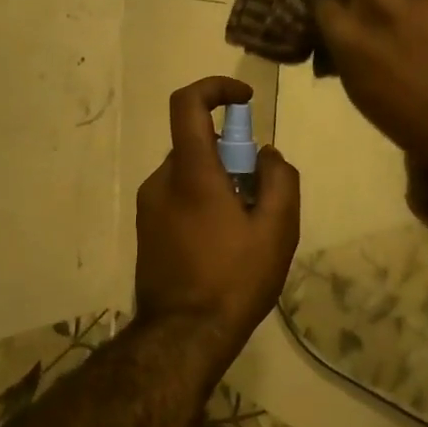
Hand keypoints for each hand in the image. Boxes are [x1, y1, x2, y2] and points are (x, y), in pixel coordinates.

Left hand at [134, 77, 300, 336]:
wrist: (183, 337)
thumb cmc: (234, 279)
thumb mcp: (277, 230)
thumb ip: (280, 180)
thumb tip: (266, 155)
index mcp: (191, 172)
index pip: (188, 104)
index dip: (216, 89)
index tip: (244, 101)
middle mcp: (162, 181)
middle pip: (197, 144)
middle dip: (232, 155)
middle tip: (260, 194)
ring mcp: (149, 207)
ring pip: (190, 173)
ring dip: (219, 182)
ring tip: (246, 229)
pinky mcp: (147, 230)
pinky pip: (179, 198)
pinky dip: (204, 202)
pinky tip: (223, 245)